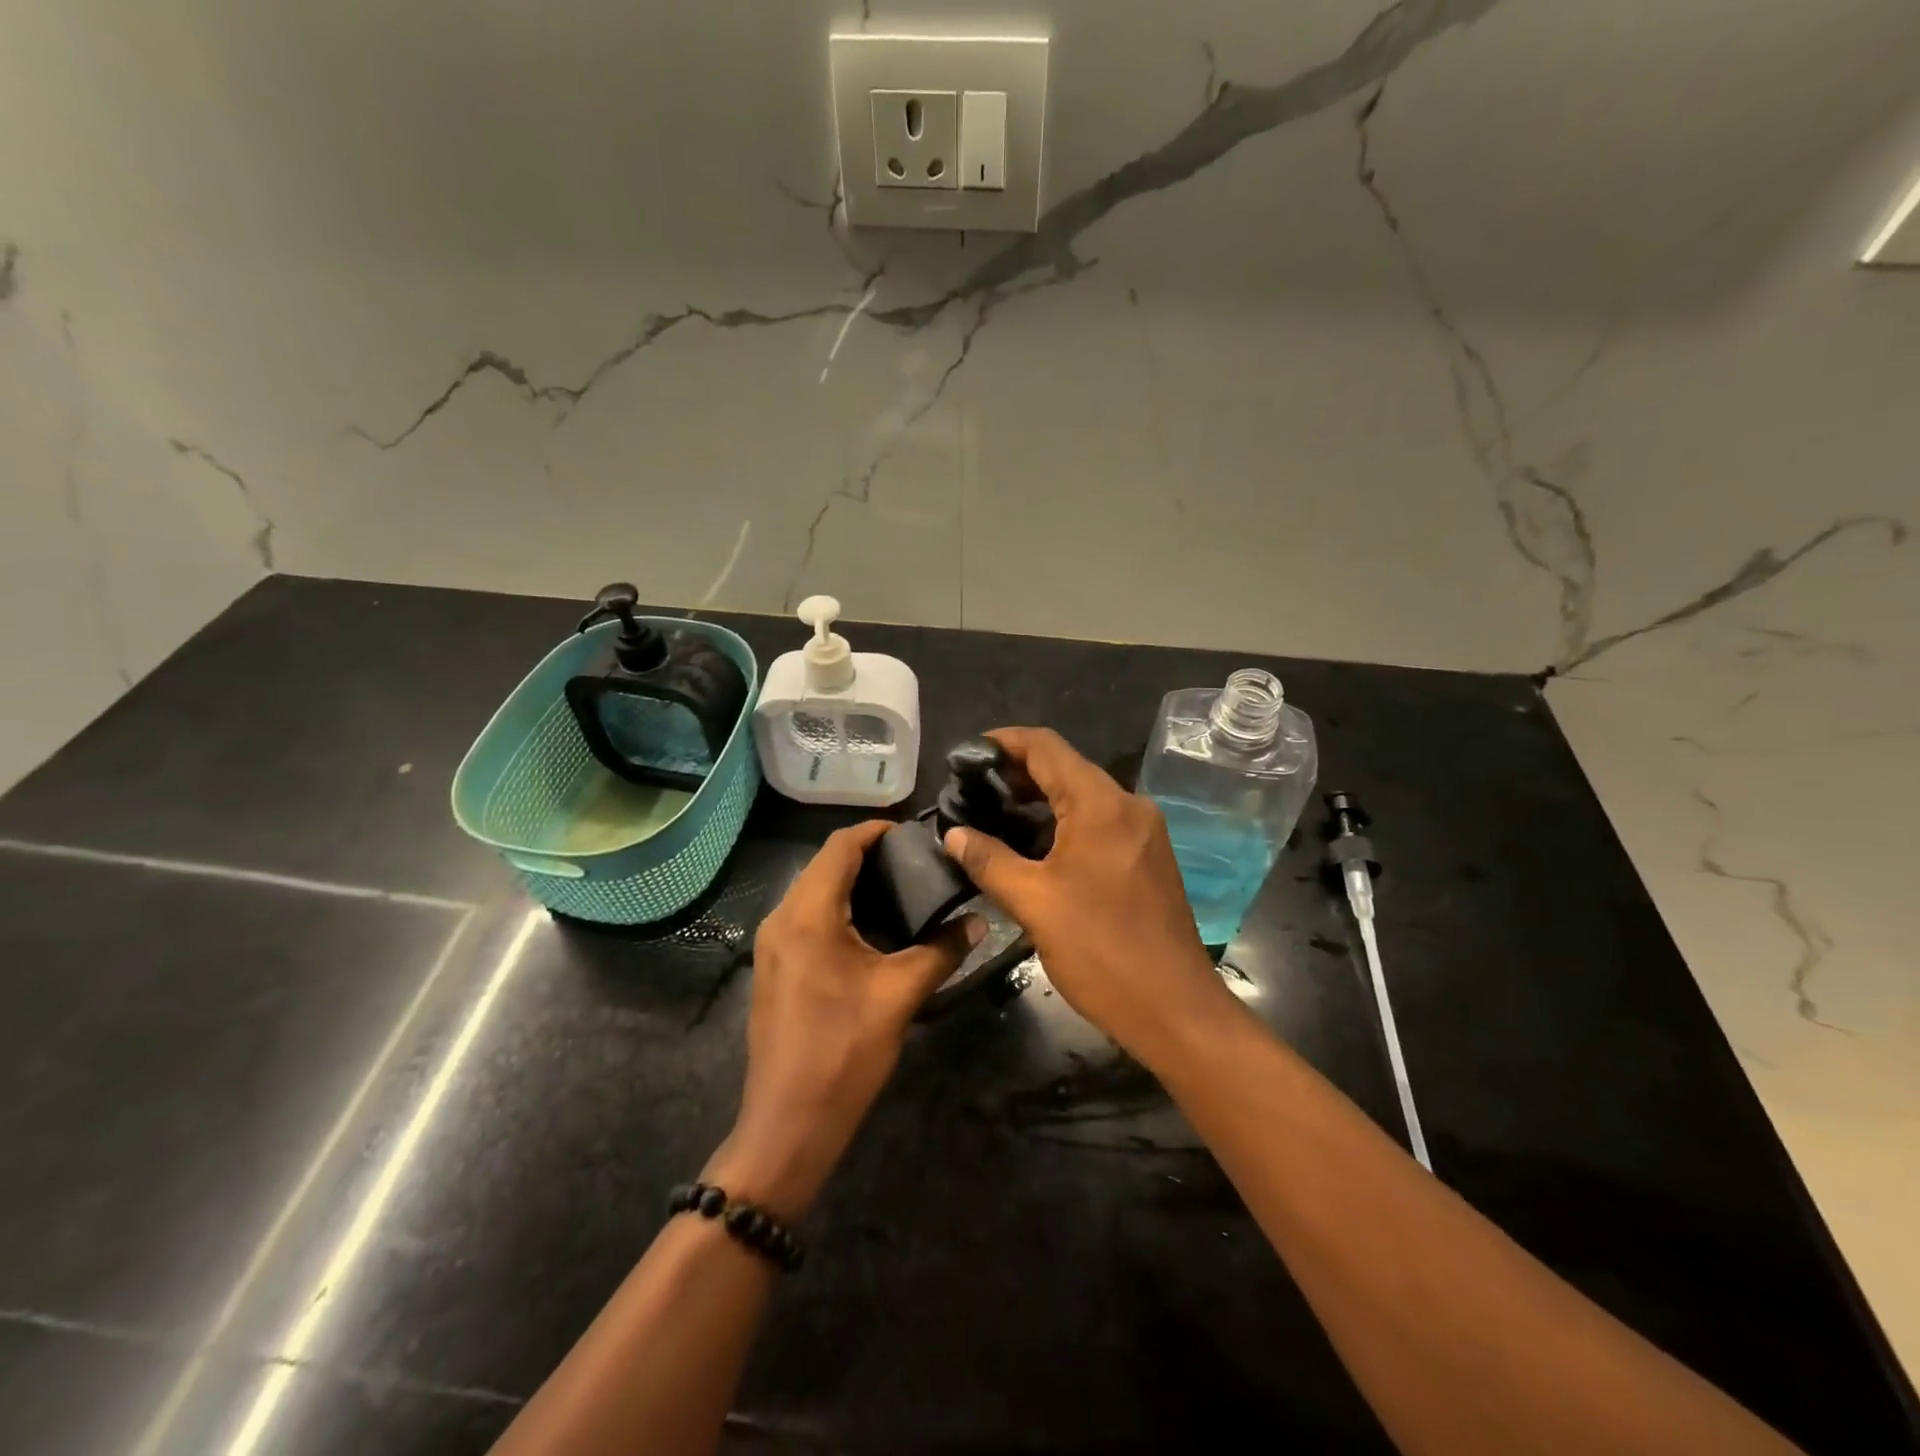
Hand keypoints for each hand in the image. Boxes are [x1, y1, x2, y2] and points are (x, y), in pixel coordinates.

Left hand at [707, 821, 980, 1220]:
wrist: (788, 1125)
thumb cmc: (844, 1052)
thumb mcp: (900, 995)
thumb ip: (941, 950)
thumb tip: (978, 921)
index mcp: (807, 914)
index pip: (840, 846)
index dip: (877, 830)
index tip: (917, 834)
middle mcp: (781, 918)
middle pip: (824, 864)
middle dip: (869, 854)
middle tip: (918, 862)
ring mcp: (772, 944)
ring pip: (813, 890)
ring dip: (853, 882)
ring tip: (903, 889)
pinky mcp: (774, 967)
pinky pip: (807, 917)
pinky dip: (838, 907)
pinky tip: (873, 927)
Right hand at [943, 727, 1237, 1067]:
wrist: (1175, 1009)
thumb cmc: (1101, 951)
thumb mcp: (1034, 903)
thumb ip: (990, 860)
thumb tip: (955, 834)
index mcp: (1100, 804)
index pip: (1045, 746)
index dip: (1003, 742)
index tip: (966, 755)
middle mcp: (1128, 805)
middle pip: (1065, 767)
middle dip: (1016, 774)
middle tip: (971, 793)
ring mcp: (1143, 831)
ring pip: (1082, 797)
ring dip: (1038, 801)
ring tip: (993, 819)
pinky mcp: (1148, 857)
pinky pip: (1099, 822)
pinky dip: (1062, 824)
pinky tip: (1033, 849)